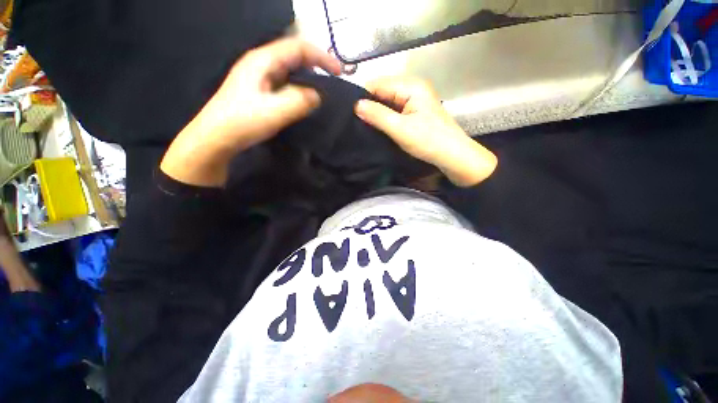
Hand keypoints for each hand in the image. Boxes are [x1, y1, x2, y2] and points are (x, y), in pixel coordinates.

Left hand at [161, 38, 341, 186]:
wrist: (216, 137)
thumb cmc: (242, 122)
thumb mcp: (275, 111)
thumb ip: (300, 101)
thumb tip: (318, 95)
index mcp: (263, 61)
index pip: (298, 48)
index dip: (321, 56)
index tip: (339, 72)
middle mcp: (261, 64)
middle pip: (294, 56)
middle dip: (316, 65)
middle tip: (333, 81)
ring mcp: (260, 77)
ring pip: (290, 70)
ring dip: (309, 77)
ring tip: (324, 90)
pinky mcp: (260, 91)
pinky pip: (286, 83)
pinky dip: (300, 88)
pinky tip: (305, 100)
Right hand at [354, 77, 496, 186]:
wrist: (452, 155)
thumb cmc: (428, 141)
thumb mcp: (400, 129)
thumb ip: (378, 115)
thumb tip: (356, 105)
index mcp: (410, 85)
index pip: (378, 83)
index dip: (363, 97)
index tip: (351, 113)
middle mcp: (412, 87)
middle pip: (382, 91)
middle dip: (369, 105)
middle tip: (356, 122)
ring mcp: (414, 99)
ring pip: (387, 101)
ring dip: (377, 113)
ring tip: (364, 125)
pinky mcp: (415, 111)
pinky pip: (394, 109)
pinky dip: (385, 117)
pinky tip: (378, 126)